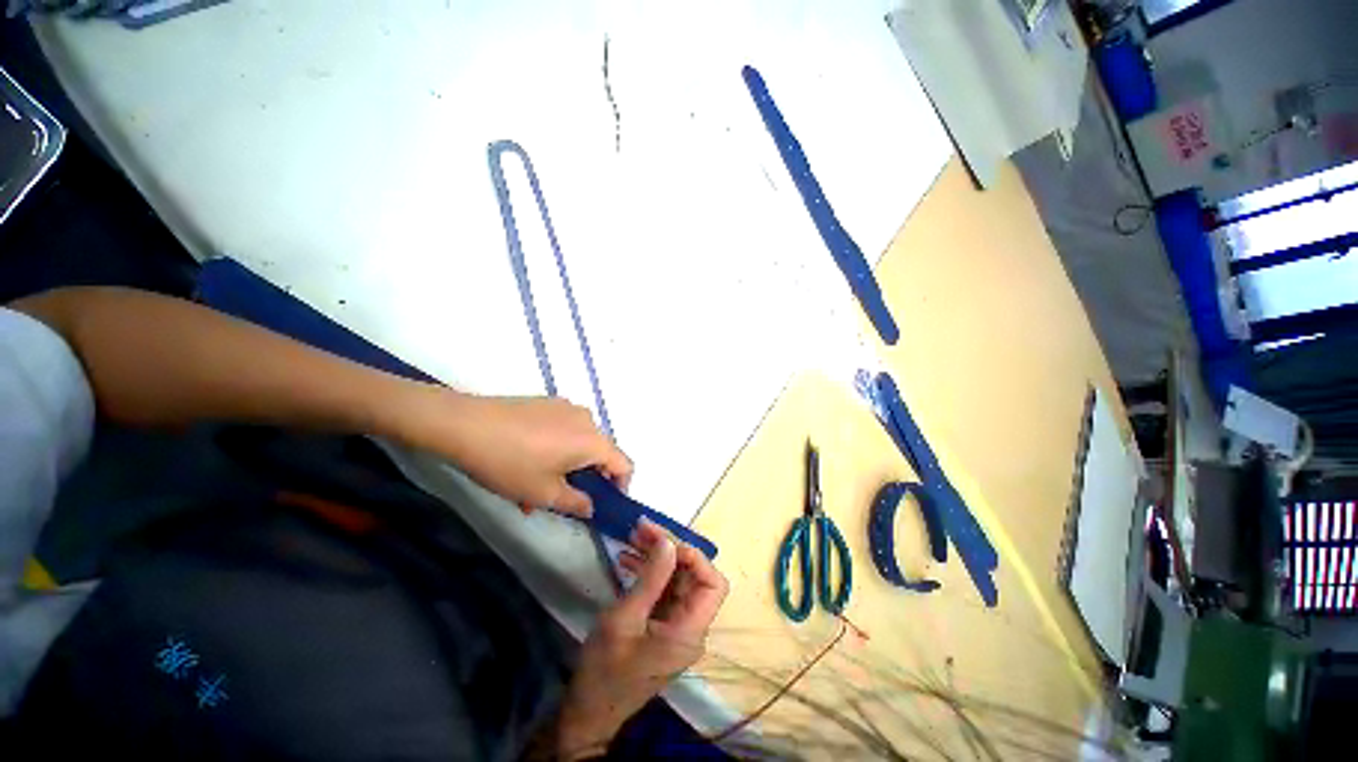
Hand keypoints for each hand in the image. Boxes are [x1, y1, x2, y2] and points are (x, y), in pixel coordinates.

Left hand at [403, 389, 632, 516]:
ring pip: (579, 441)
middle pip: (601, 452)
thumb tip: (591, 506)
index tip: (604, 502)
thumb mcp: (544, 493)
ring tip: (536, 484)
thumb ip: (576, 503)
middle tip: (562, 498)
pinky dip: (556, 447)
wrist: (466, 424)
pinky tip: (527, 460)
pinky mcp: (548, 402)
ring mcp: (567, 407)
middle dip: (588, 478)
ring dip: (568, 464)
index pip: (625, 464)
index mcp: (593, 442)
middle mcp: (587, 420)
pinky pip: (563, 428)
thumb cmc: (511, 463)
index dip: (621, 486)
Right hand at [554, 521, 729, 758]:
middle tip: (641, 529)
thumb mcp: (624, 620)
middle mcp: (690, 626)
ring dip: (656, 557)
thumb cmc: (605, 670)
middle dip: (669, 549)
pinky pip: (662, 590)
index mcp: (689, 631)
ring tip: (632, 538)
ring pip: (676, 579)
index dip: (694, 557)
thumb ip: (650, 579)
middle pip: (692, 576)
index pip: (712, 584)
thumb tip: (668, 542)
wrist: (587, 710)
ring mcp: (676, 626)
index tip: (663, 541)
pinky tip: (627, 560)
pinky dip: (648, 572)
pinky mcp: (662, 625)